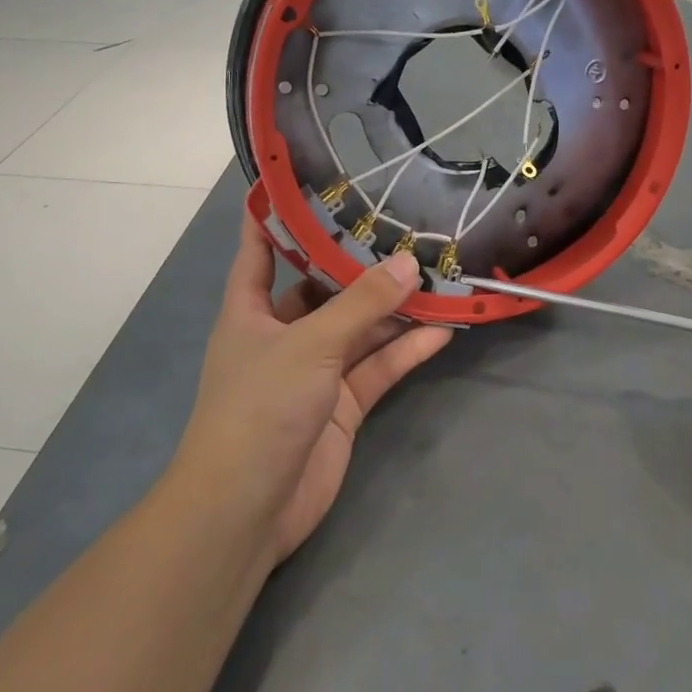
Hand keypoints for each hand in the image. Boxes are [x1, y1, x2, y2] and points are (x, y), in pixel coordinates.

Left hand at [178, 219, 453, 561]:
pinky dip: (407, 350)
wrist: (247, 510)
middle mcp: (282, 334)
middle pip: (325, 288)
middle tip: (404, 230)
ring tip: (438, 276)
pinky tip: (443, 329)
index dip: (277, 215)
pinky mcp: (342, 405)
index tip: (307, 182)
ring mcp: (315, 371)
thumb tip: (408, 262)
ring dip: (396, 309)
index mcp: (250, 311)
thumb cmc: (259, 408)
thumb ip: (362, 304)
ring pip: (361, 328)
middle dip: (362, 265)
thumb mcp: (309, 345)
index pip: (260, 248)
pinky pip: (379, 367)